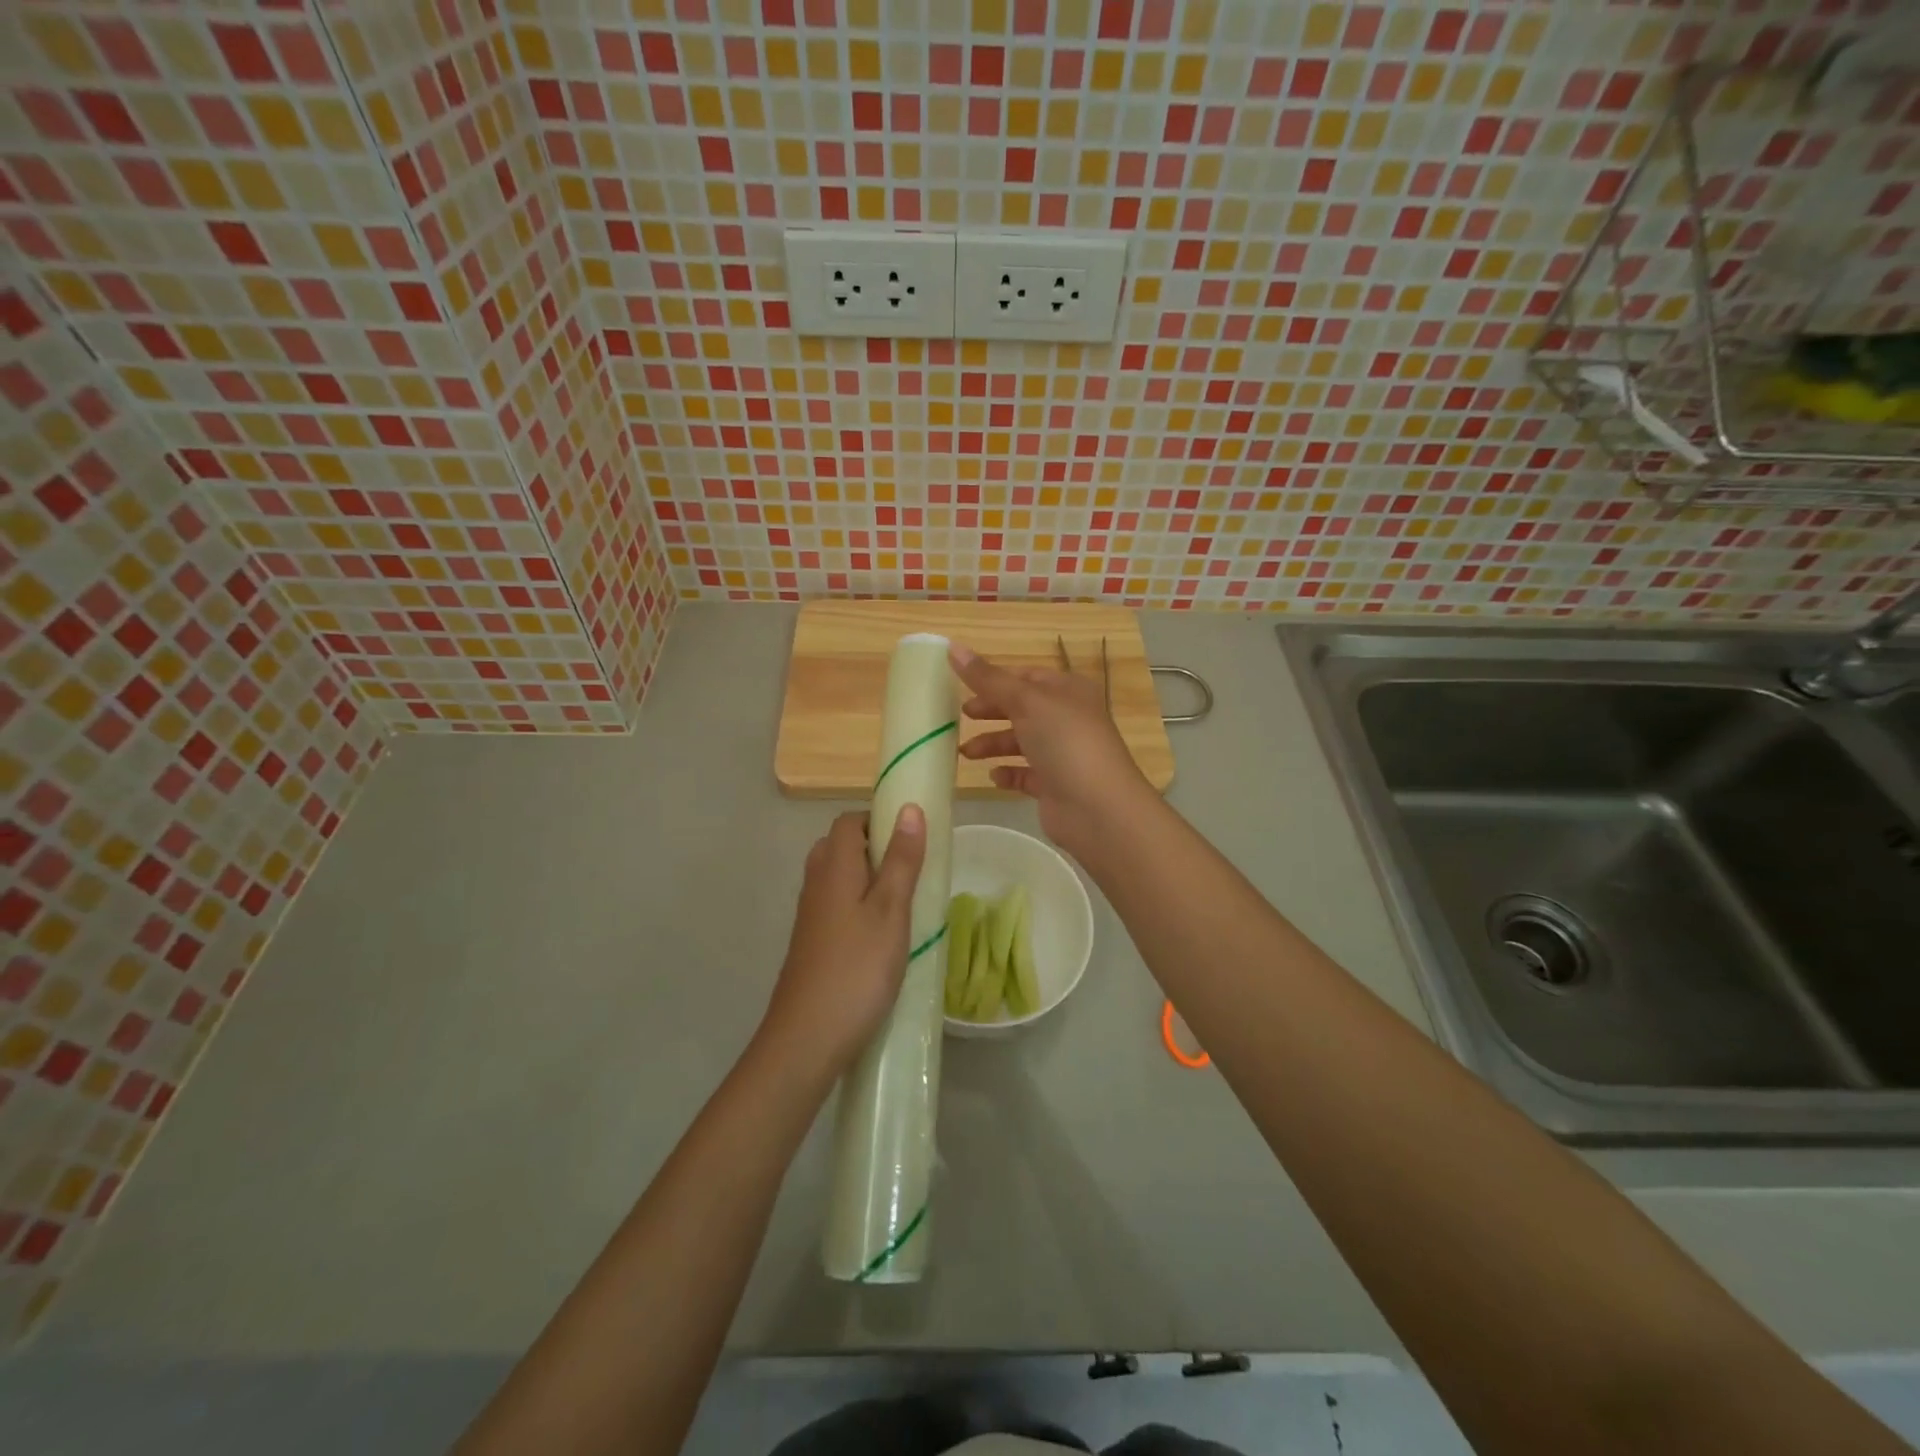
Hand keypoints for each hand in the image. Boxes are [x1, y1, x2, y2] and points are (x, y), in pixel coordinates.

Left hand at [760, 807, 926, 1083]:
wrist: (807, 1038)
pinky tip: (882, 936)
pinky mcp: (812, 945)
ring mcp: (810, 917)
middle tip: (910, 869)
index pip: (847, 822)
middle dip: (874, 849)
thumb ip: (901, 860)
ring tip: (903, 902)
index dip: (877, 819)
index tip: (910, 836)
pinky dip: (858, 907)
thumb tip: (908, 808)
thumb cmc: (857, 969)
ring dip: (868, 880)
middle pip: (839, 848)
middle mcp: (815, 885)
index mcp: (834, 869)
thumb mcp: (891, 911)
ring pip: (837, 879)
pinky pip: (835, 907)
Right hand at [950, 642, 1156, 862]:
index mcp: (1068, 690)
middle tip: (960, 716)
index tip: (961, 685)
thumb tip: (953, 647)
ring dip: (992, 744)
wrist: (1098, 808)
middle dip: (990, 711)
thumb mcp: (1025, 701)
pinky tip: (993, 776)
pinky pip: (1025, 774)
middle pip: (1021, 708)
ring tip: (965, 753)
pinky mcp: (1055, 786)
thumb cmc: (1065, 742)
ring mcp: (1063, 754)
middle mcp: (1068, 718)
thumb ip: (988, 678)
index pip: (1026, 676)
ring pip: (1020, 742)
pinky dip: (1008, 773)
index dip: (995, 679)